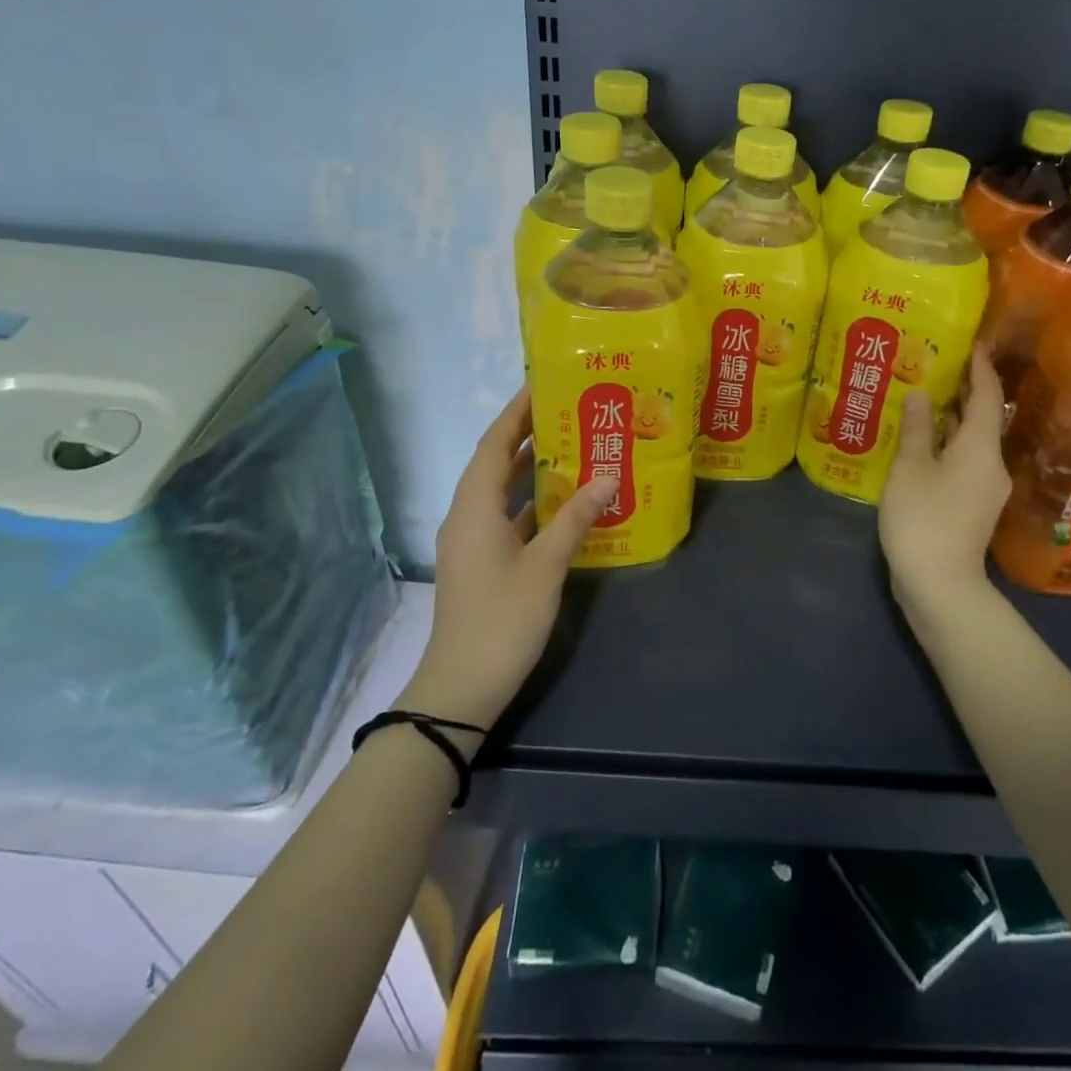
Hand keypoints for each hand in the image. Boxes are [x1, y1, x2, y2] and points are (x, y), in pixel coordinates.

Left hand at [398, 388, 614, 730]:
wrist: (461, 687)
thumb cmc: (502, 619)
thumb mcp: (546, 566)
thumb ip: (576, 518)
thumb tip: (608, 477)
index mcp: (474, 507)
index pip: (494, 443)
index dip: (516, 412)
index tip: (543, 384)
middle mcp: (468, 515)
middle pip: (496, 462)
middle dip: (528, 435)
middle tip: (569, 411)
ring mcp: (474, 540)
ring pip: (503, 491)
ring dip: (532, 469)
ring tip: (573, 446)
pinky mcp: (483, 561)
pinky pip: (509, 516)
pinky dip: (533, 503)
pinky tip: (566, 501)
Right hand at [880, 346, 1011, 625]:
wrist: (940, 584)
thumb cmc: (923, 518)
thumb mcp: (910, 468)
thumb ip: (915, 429)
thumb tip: (920, 395)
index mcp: (981, 448)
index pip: (988, 397)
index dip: (981, 368)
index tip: (973, 343)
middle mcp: (992, 464)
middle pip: (984, 419)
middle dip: (965, 391)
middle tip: (939, 365)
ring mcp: (986, 489)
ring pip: (973, 442)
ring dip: (954, 419)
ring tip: (926, 398)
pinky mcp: (973, 507)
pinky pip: (965, 461)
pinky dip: (949, 444)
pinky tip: (924, 442)